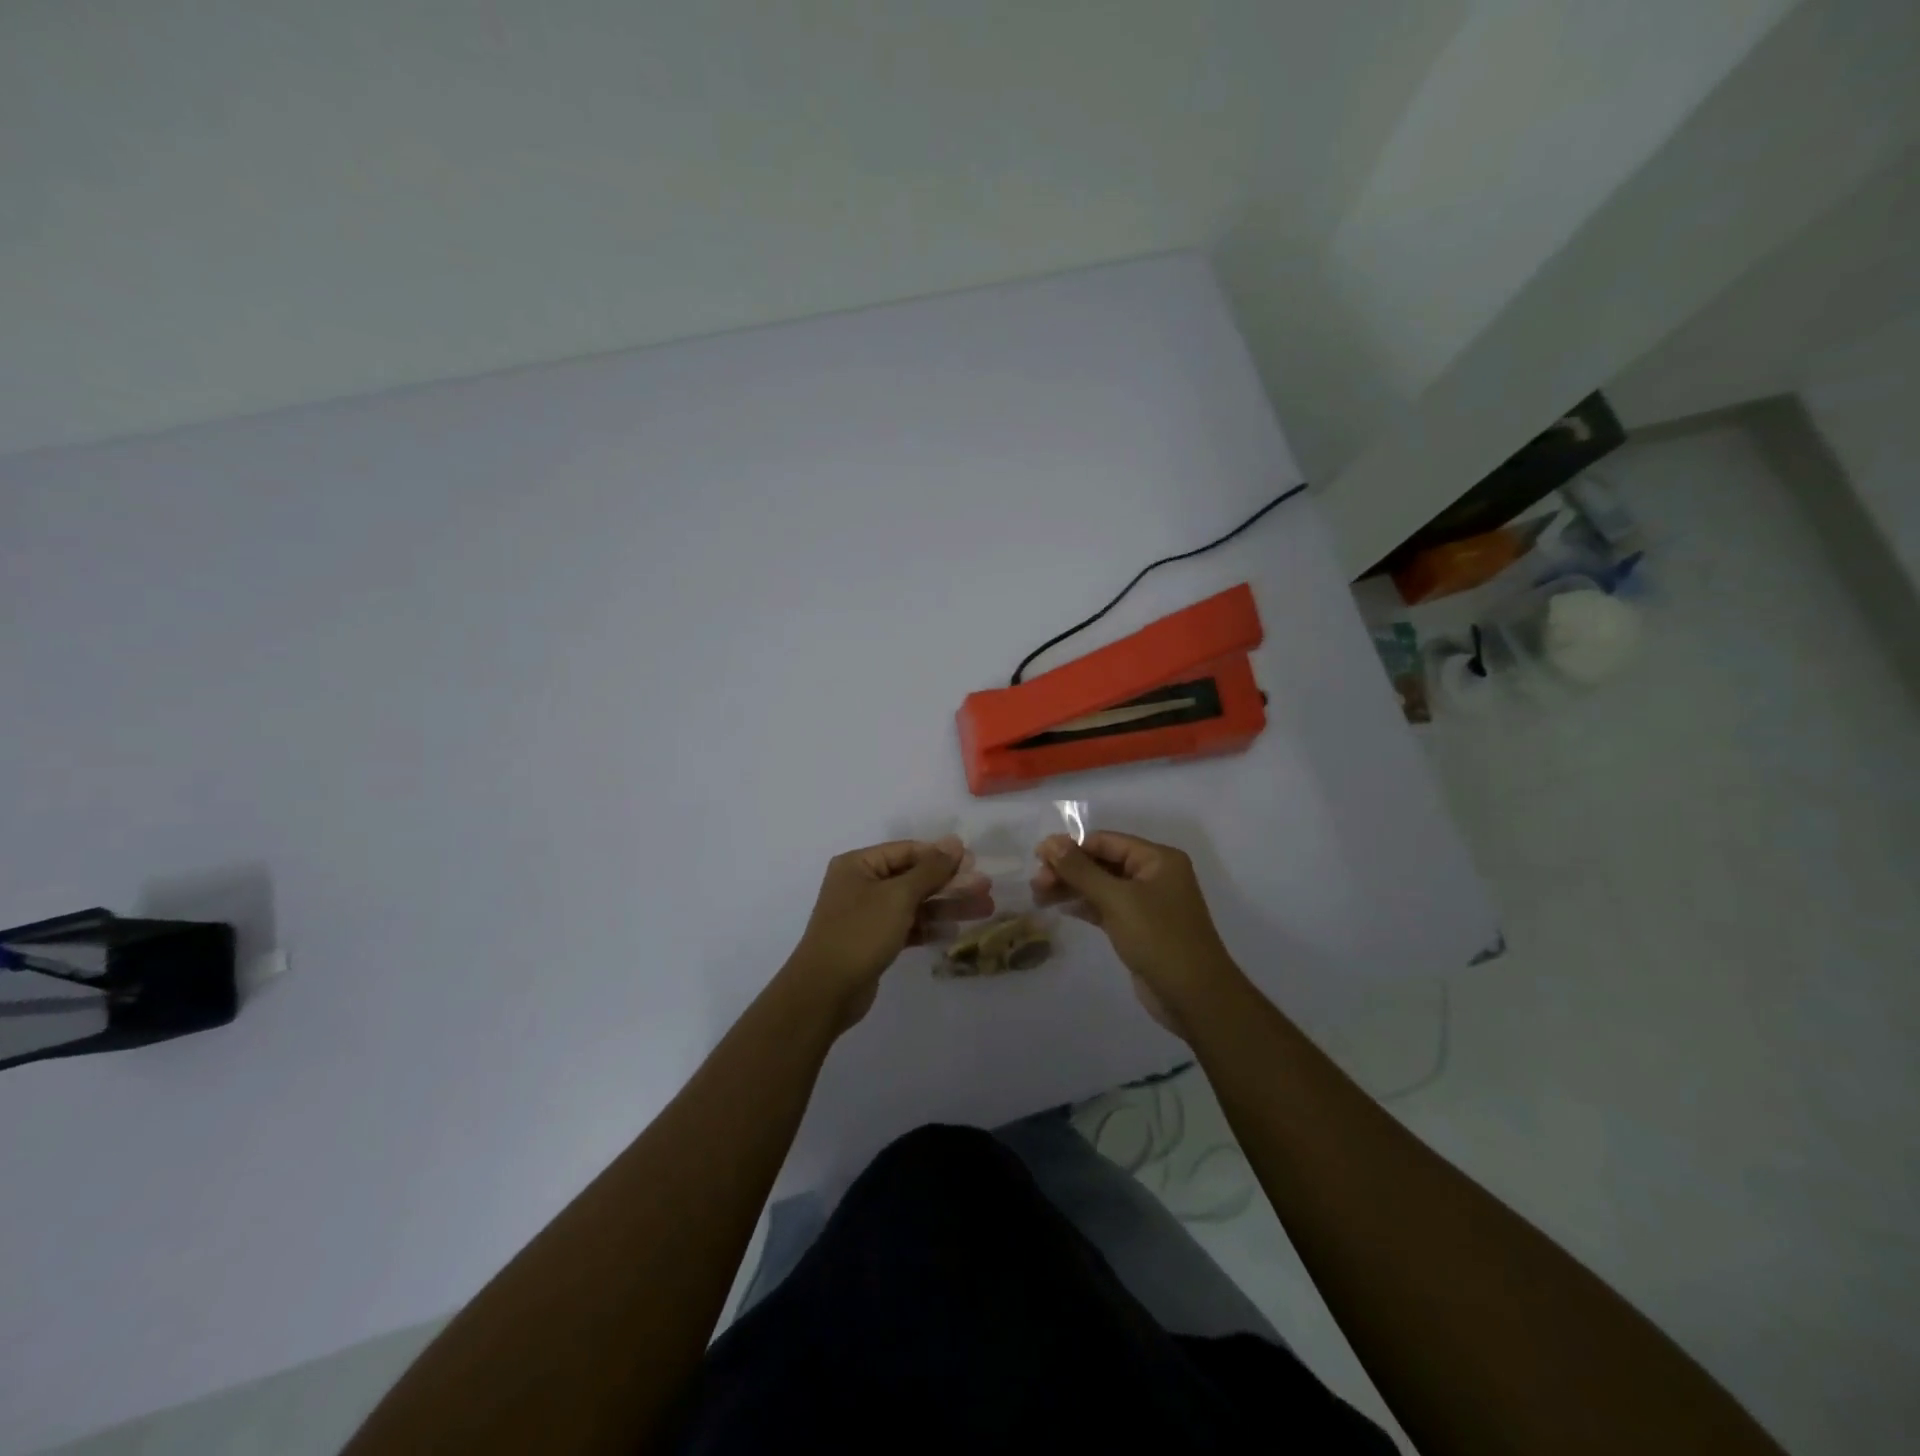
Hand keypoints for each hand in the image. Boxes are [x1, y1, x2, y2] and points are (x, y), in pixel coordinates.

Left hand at [784, 836, 987, 1030]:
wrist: (825, 992)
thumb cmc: (860, 933)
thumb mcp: (898, 896)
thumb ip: (930, 869)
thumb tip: (954, 842)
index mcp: (859, 864)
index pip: (907, 851)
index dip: (941, 856)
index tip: (974, 863)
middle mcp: (861, 884)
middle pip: (914, 877)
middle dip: (950, 883)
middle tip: (986, 889)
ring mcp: (867, 914)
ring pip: (914, 903)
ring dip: (947, 905)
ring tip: (984, 909)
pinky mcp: (874, 941)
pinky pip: (907, 926)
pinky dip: (929, 927)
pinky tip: (955, 931)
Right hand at [1032, 830, 1244, 1036]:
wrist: (1194, 997)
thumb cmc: (1159, 938)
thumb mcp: (1117, 899)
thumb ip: (1081, 870)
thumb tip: (1050, 842)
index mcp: (1157, 859)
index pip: (1106, 841)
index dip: (1071, 847)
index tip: (1037, 857)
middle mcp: (1154, 875)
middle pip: (1102, 862)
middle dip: (1068, 870)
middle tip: (1036, 884)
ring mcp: (1147, 903)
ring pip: (1101, 886)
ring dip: (1071, 888)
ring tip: (1038, 896)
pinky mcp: (1138, 927)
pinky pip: (1106, 907)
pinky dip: (1083, 905)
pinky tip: (1059, 907)